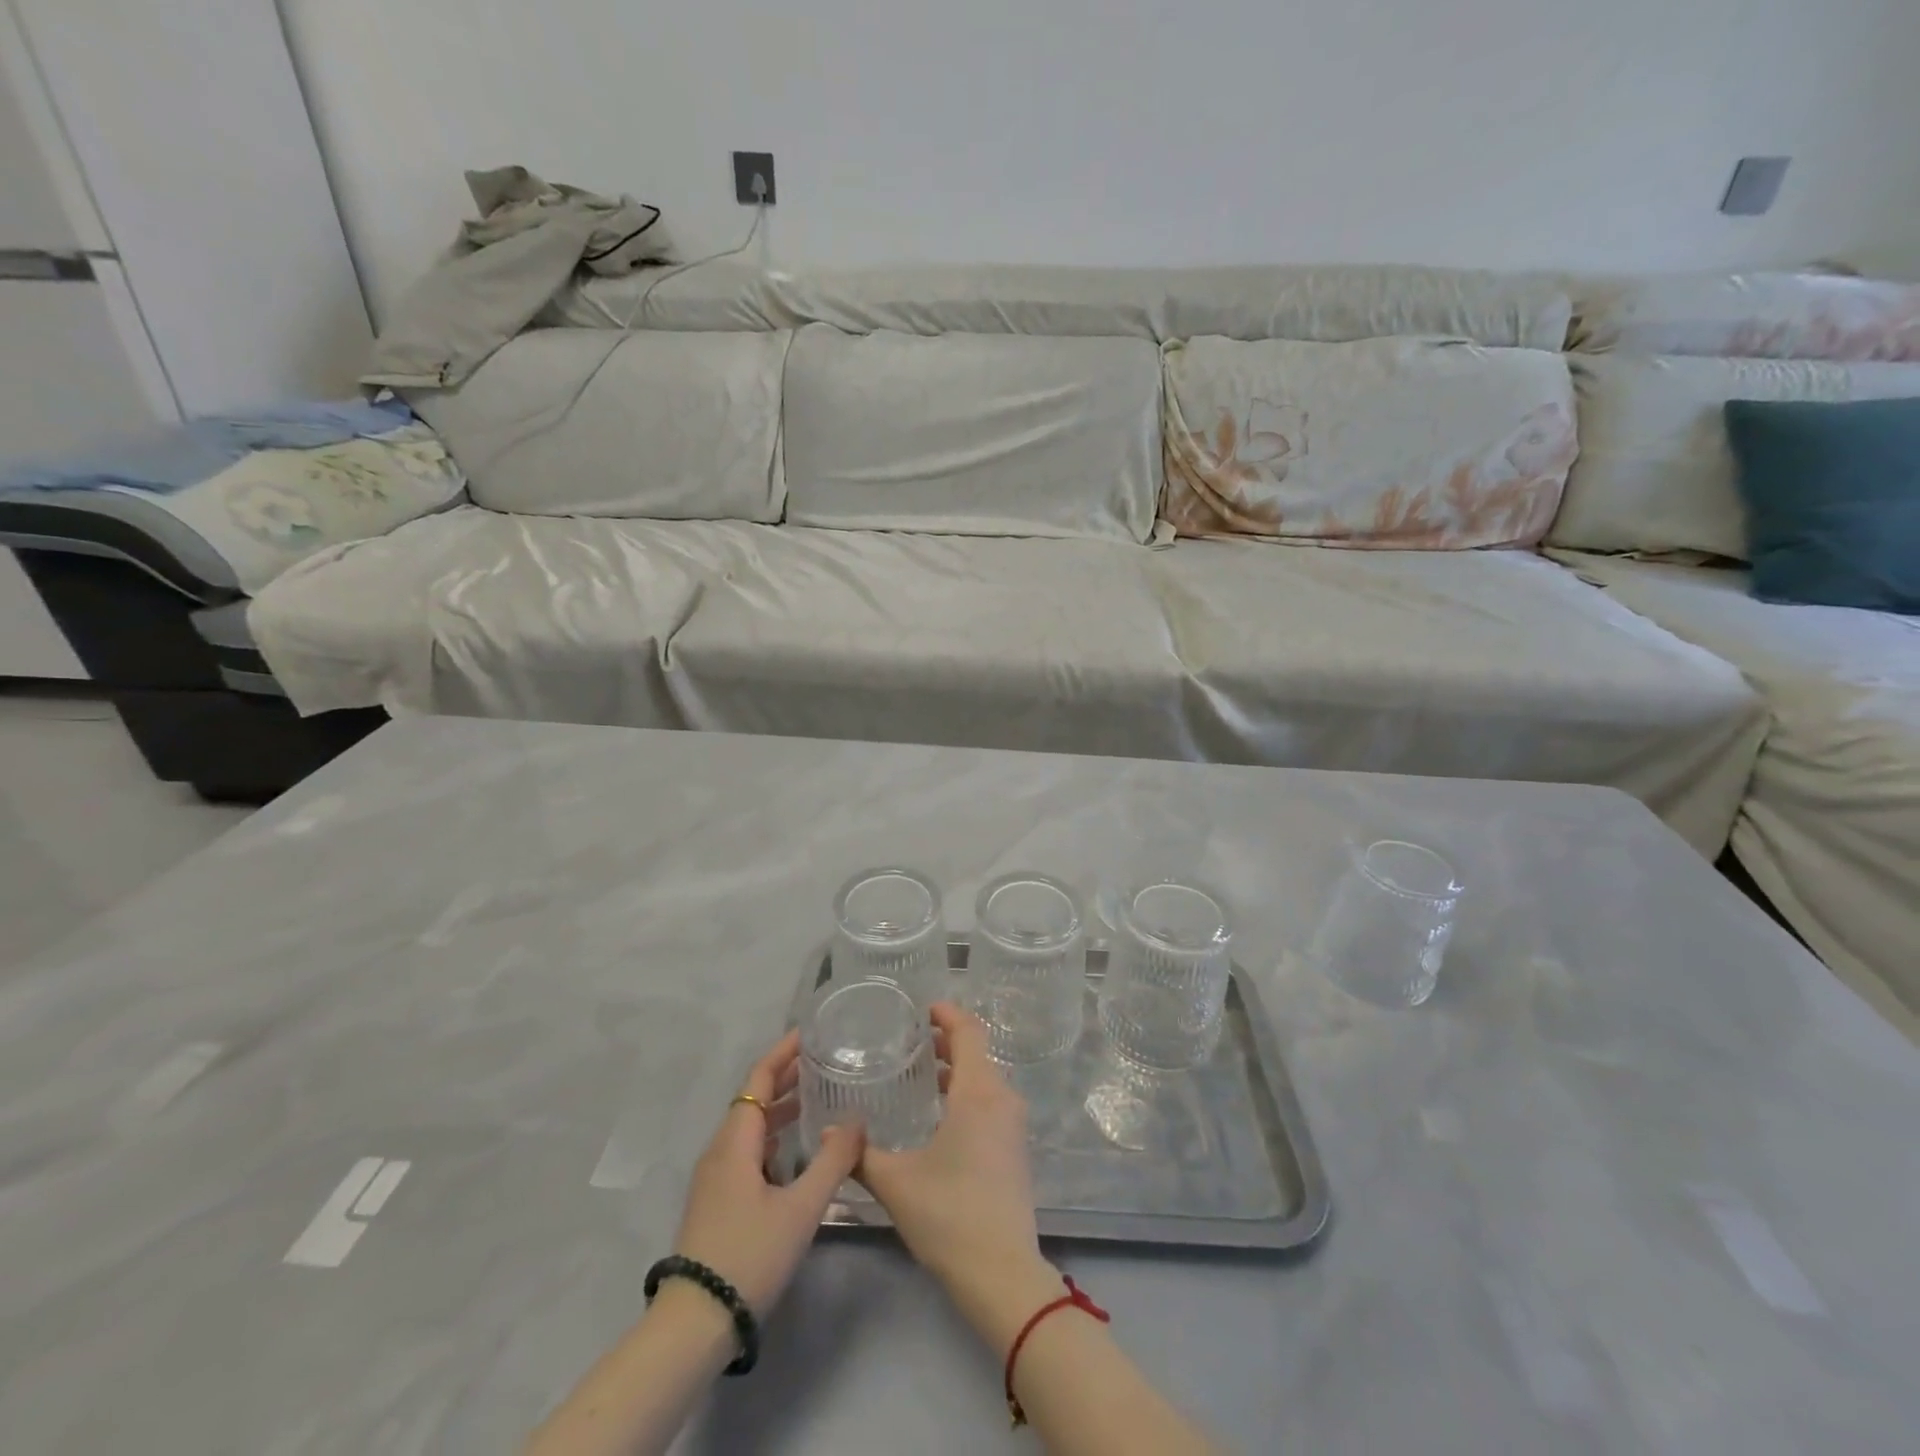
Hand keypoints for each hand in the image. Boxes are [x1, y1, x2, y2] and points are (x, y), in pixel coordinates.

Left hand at [670, 1030, 864, 1316]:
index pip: (759, 1079)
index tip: (811, 1033)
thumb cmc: (748, 1254)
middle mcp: (721, 1149)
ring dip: (781, 1106)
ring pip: (750, 1126)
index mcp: (736, 1141)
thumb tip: (856, 1121)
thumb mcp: (800, 1208)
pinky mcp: (717, 1200)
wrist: (694, 1323)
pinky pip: (748, 1149)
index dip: (783, 1052)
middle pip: (753, 1098)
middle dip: (786, 1076)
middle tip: (824, 1061)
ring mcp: (715, 1177)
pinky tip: (796, 1149)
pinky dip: (773, 1134)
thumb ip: (832, 1161)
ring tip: (817, 1097)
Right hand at [857, 1004, 1040, 1287]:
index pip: (968, 1032)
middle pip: (976, 1053)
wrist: (1003, 1274)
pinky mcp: (1014, 1149)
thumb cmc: (949, 1214)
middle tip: (909, 1041)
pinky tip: (937, 1116)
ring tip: (918, 1076)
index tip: (921, 1008)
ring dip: (955, 1071)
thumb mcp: (896, 1182)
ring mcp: (1013, 1125)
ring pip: (984, 1079)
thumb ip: (860, 1154)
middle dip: (945, 1042)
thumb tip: (825, 1134)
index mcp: (978, 1092)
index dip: (947, 1014)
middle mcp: (1002, 1099)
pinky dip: (965, 1094)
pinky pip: (990, 1102)